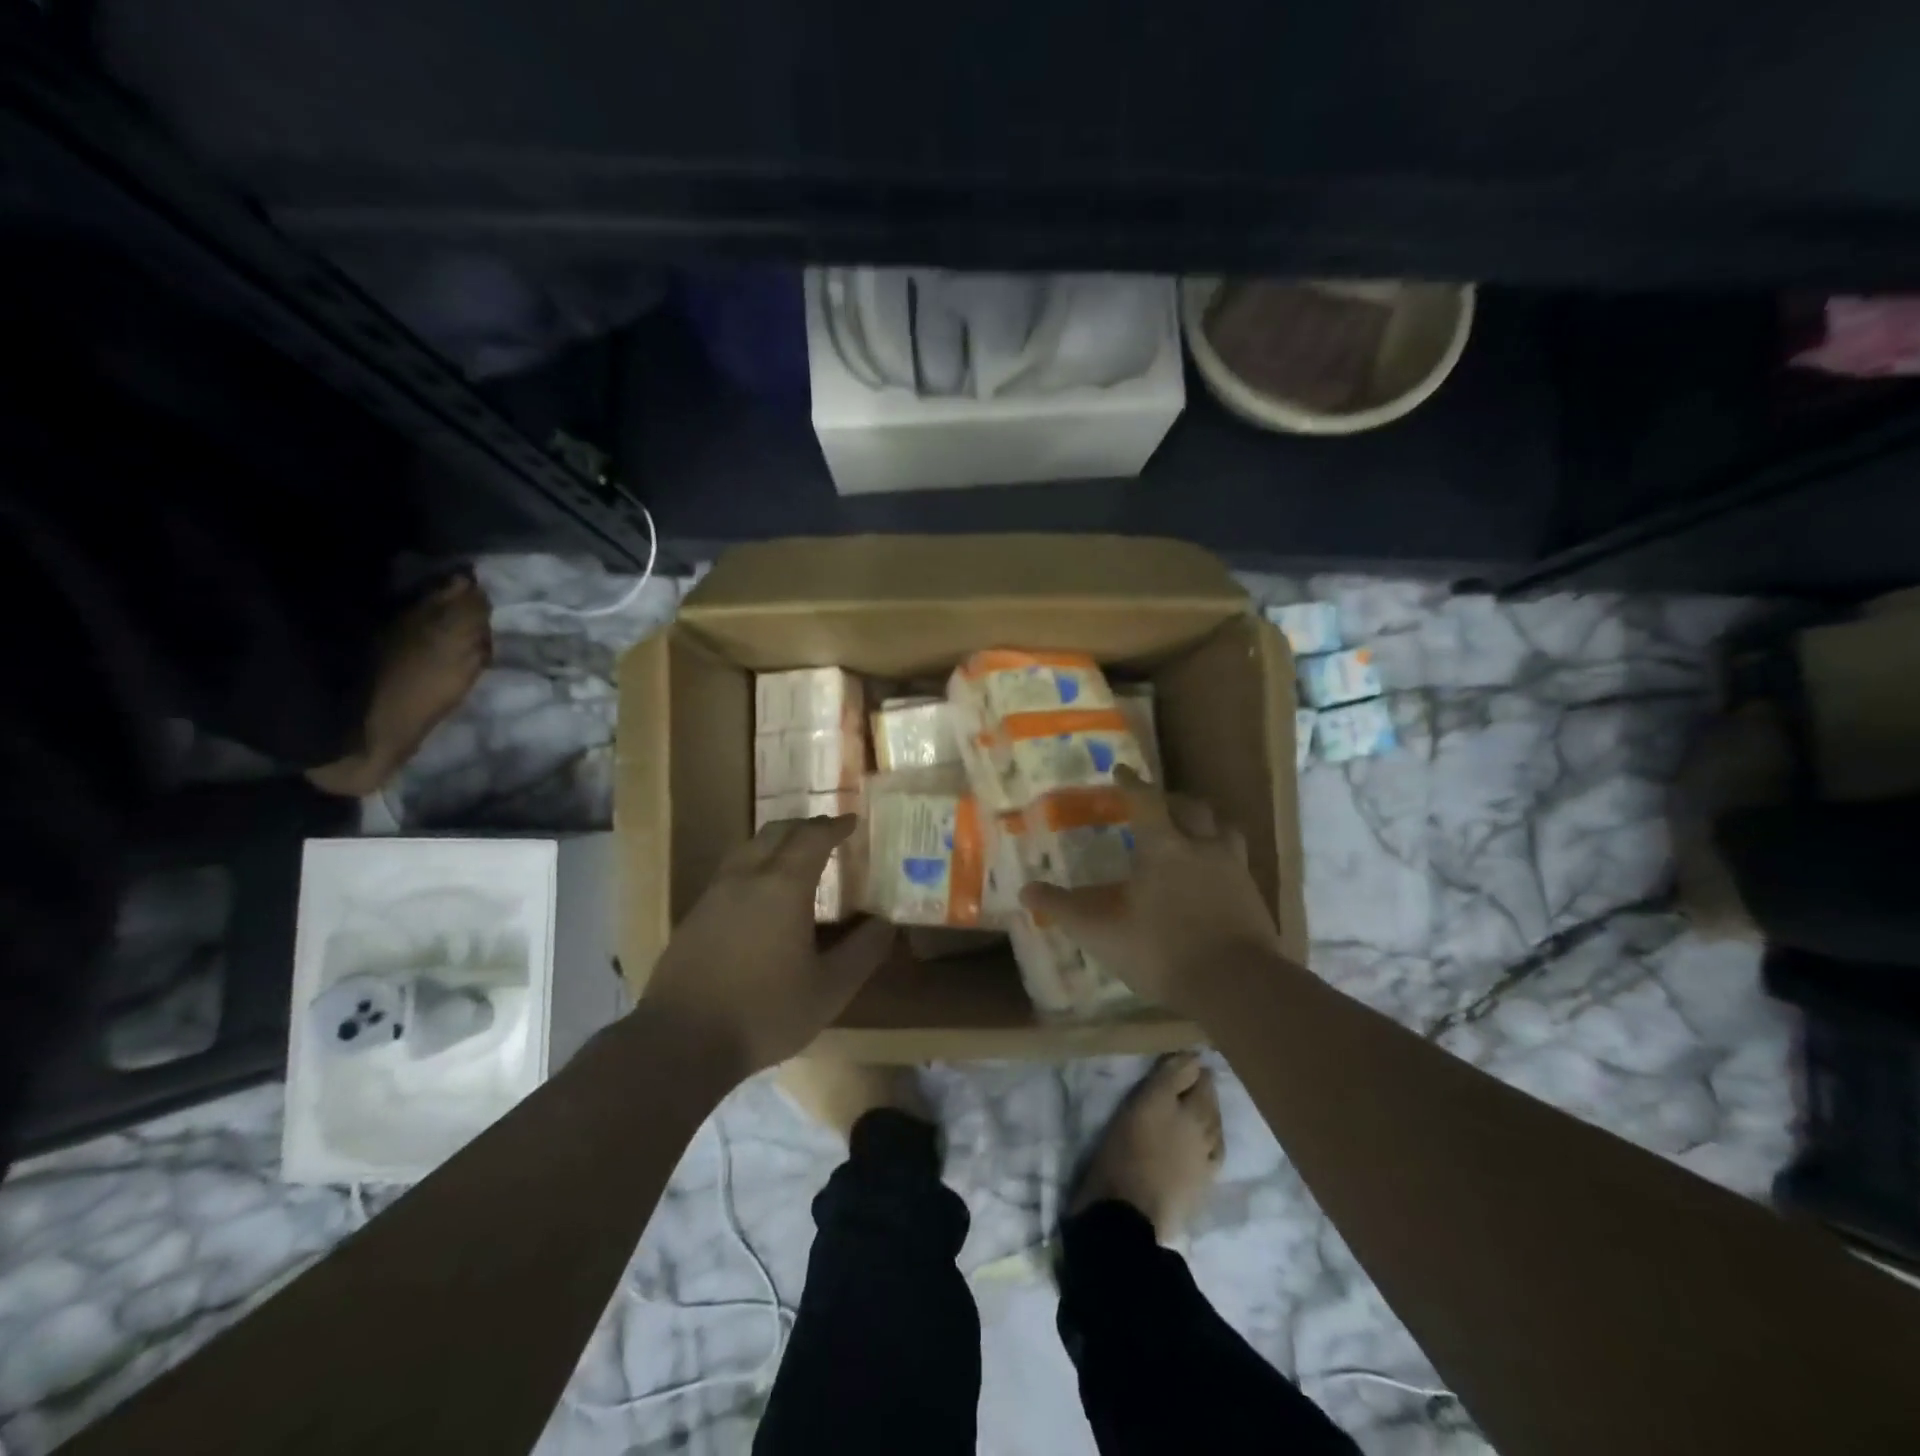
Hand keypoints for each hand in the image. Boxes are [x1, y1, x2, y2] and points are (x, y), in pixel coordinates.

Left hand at [640, 816, 895, 1075]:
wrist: (681, 1042)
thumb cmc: (764, 1012)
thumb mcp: (829, 989)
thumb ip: (862, 952)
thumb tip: (886, 923)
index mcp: (783, 886)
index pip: (812, 837)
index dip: (835, 826)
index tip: (852, 822)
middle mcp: (747, 877)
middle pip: (777, 832)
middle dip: (805, 827)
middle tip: (827, 834)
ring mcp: (715, 894)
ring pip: (748, 848)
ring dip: (776, 843)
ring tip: (795, 857)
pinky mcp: (695, 915)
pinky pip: (731, 872)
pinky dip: (754, 865)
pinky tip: (760, 894)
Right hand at [1020, 768, 1283, 1016]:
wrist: (1237, 986)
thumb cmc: (1162, 950)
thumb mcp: (1102, 932)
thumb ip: (1064, 909)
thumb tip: (1025, 890)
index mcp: (1164, 847)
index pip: (1146, 800)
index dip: (1132, 784)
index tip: (1121, 771)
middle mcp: (1202, 847)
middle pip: (1192, 807)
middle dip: (1171, 799)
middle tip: (1157, 802)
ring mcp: (1234, 870)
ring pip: (1224, 830)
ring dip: (1206, 824)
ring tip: (1193, 832)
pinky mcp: (1255, 896)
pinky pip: (1238, 861)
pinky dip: (1222, 856)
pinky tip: (1214, 875)